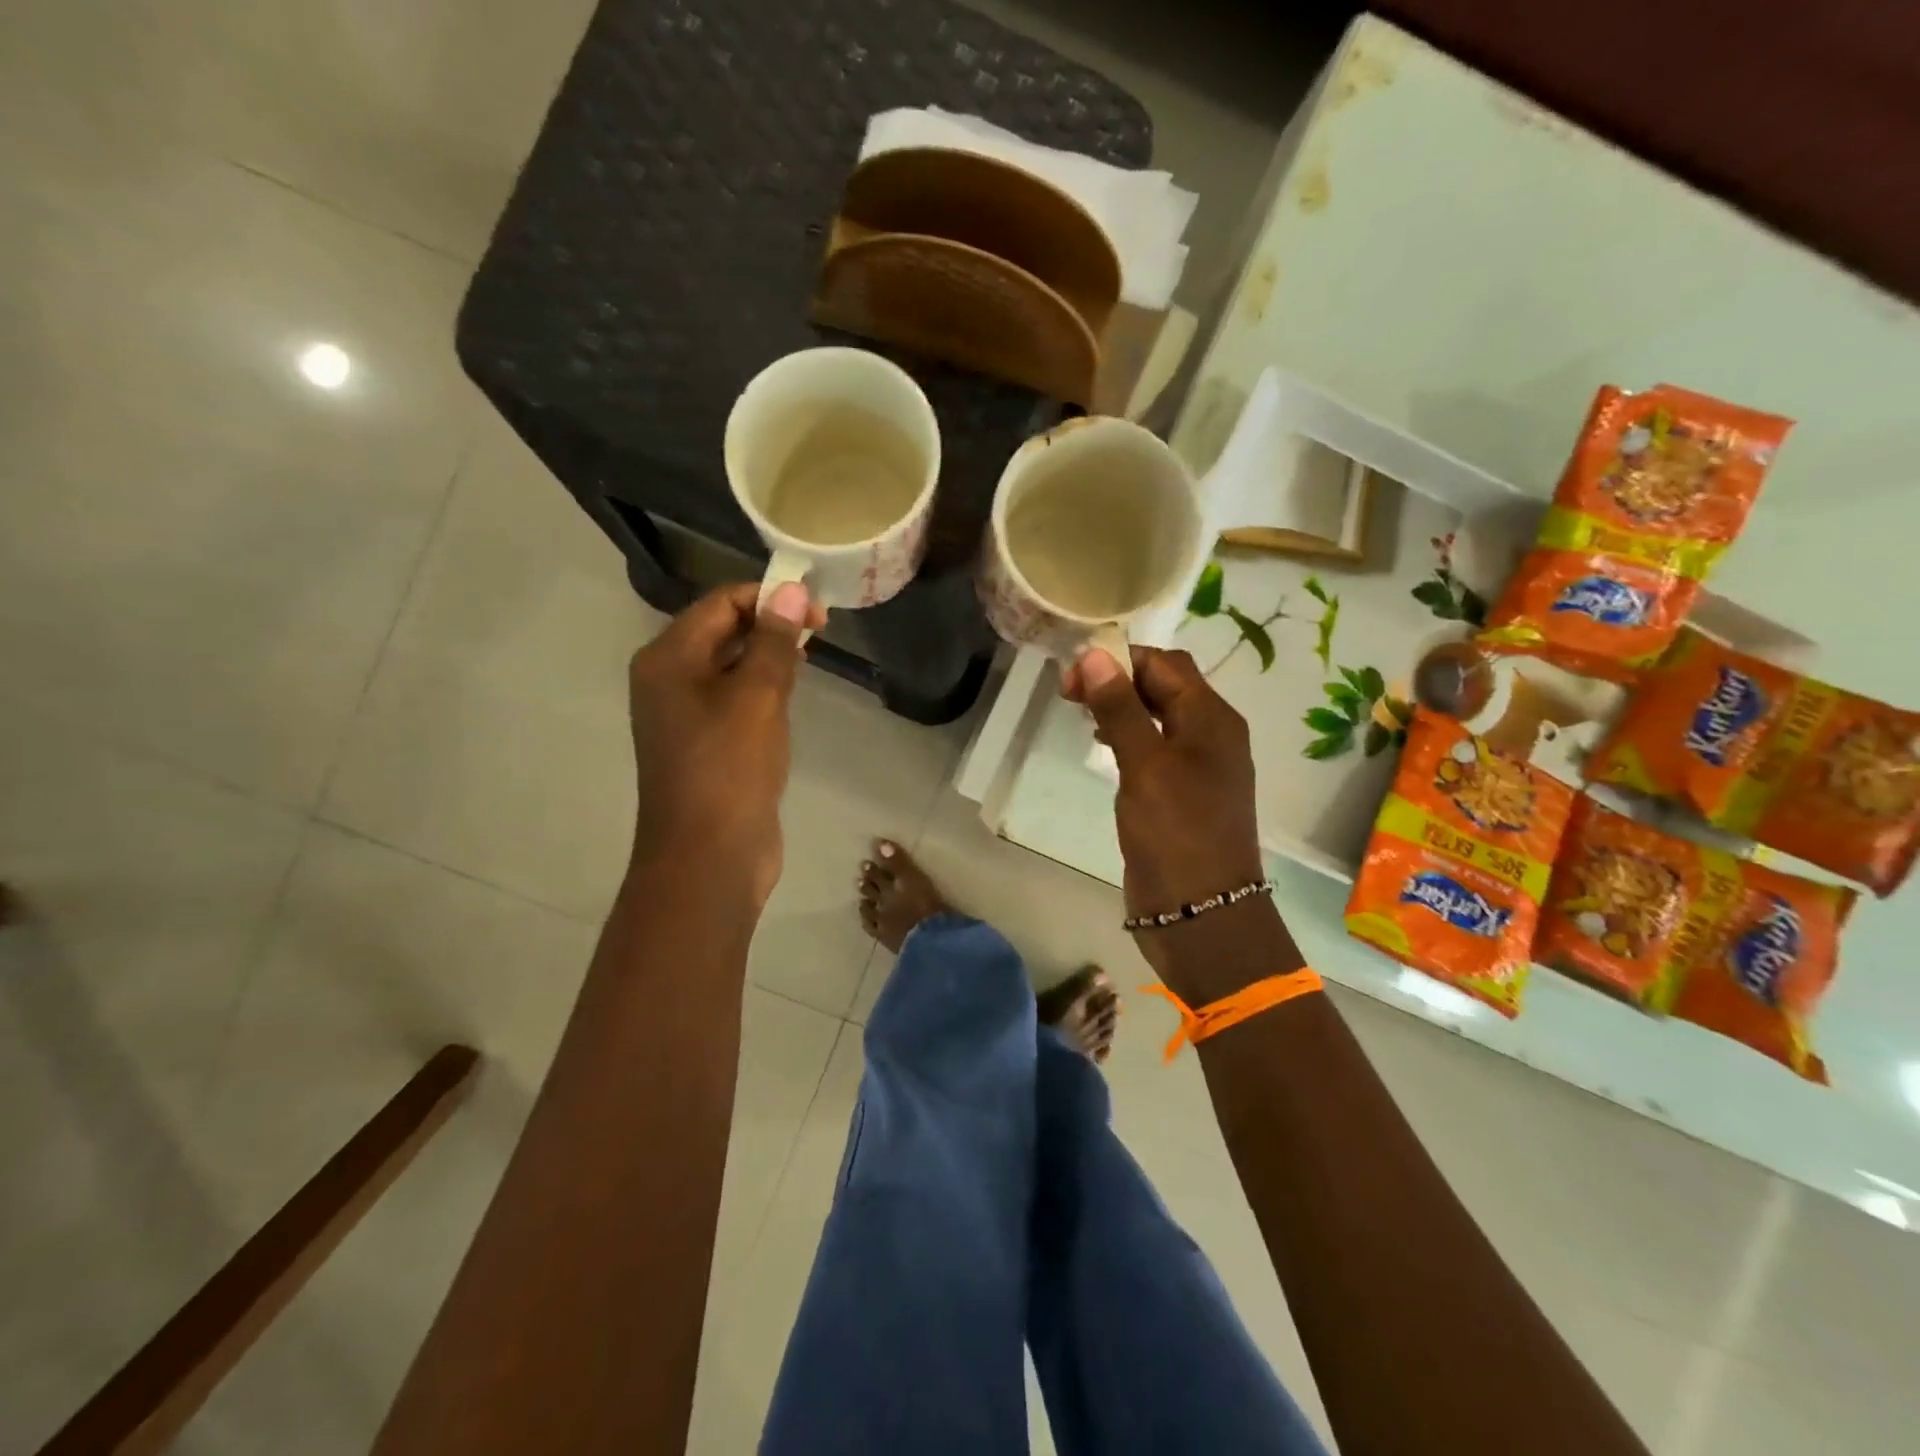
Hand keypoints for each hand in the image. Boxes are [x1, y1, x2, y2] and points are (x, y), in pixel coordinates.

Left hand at [627, 581, 824, 910]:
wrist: (708, 859)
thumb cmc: (729, 771)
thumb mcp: (757, 698)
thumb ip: (774, 641)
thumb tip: (790, 588)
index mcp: (668, 660)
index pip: (720, 603)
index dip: (769, 598)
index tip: (818, 613)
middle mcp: (668, 680)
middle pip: (722, 631)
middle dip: (770, 625)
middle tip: (818, 635)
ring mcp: (685, 715)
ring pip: (730, 666)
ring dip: (768, 658)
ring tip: (808, 661)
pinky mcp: (706, 744)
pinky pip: (734, 700)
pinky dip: (762, 690)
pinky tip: (789, 700)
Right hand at [1063, 646, 1266, 968]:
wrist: (1202, 913)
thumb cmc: (1176, 833)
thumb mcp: (1145, 766)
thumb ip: (1121, 709)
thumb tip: (1095, 654)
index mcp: (1212, 719)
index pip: (1166, 664)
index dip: (1120, 659)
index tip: (1073, 675)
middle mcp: (1210, 734)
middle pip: (1164, 686)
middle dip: (1118, 680)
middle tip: (1069, 694)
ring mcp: (1197, 766)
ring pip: (1157, 716)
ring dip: (1121, 706)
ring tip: (1081, 713)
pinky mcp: (1180, 793)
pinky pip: (1154, 747)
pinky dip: (1128, 736)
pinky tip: (1102, 745)